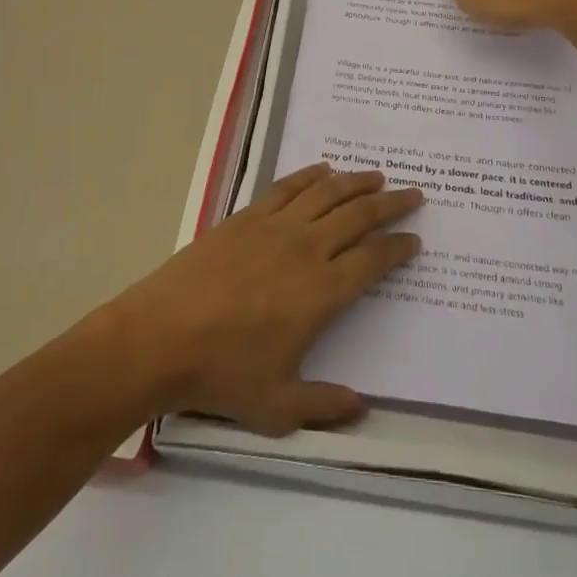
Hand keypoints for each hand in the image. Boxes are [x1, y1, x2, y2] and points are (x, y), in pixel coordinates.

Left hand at [109, 164, 422, 434]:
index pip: (373, 260)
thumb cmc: (222, 373)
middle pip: (359, 215)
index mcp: (322, 292)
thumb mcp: (278, 406)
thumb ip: (325, 405)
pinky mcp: (248, 216)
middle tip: (413, 194)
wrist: (162, 336)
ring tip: (377, 175)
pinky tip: (323, 170)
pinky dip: (310, 175)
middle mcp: (307, 249)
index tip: (414, 239)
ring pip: (327, 193)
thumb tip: (363, 407)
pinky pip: (288, 187)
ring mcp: (276, 227)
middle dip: (391, 204)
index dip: (398, 247)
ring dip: (356, 181)